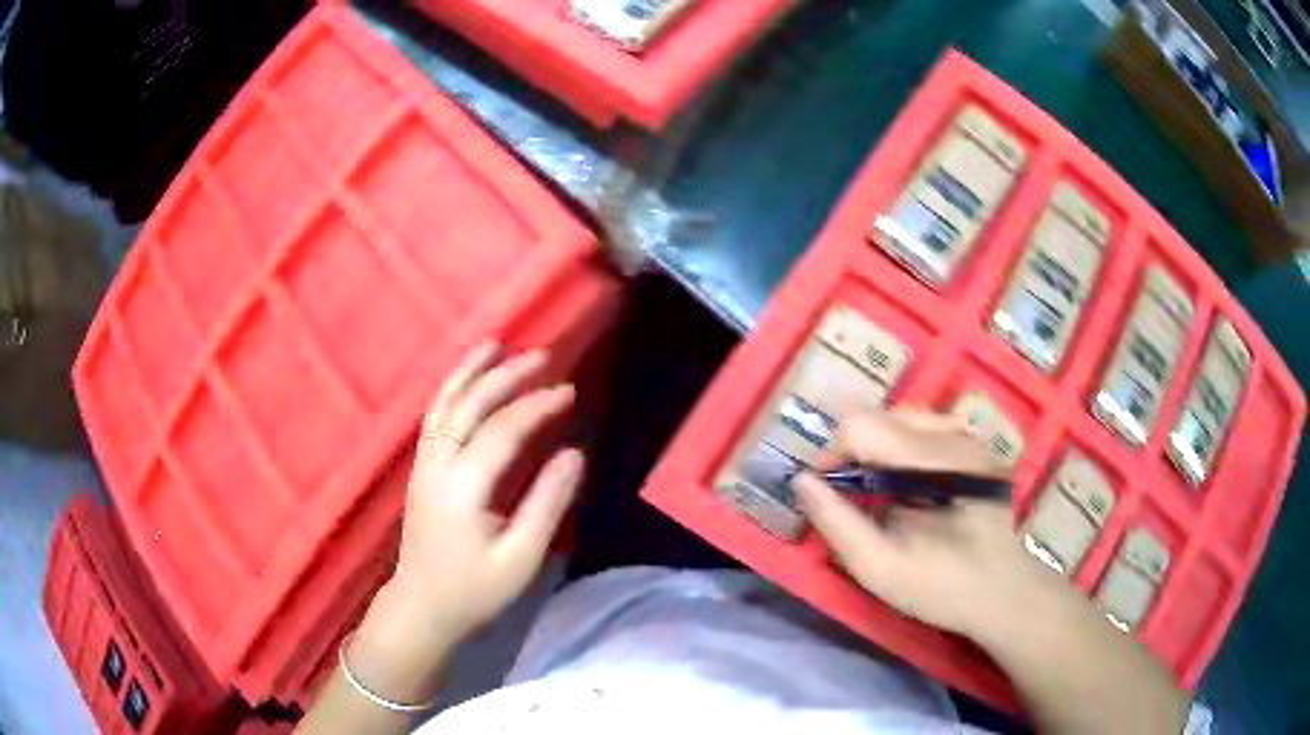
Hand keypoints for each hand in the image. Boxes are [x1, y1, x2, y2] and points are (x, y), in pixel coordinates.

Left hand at [352, 343, 583, 693]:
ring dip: (471, 372)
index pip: (502, 431)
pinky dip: (451, 388)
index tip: (570, 393)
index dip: (537, 406)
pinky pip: (434, 416)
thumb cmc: (474, 590)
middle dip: (506, 376)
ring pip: (444, 404)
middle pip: (469, 406)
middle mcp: (437, 465)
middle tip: (544, 356)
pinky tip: (467, 379)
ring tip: (497, 345)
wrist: (422, 607)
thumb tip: (574, 453)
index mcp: (463, 488)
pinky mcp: (420, 469)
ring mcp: (423, 464)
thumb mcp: (521, 558)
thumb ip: (548, 503)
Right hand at [792, 409, 1060, 639]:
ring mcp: (969, 437)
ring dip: (878, 447)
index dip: (832, 454)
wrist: (1006, 592)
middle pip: (879, 414)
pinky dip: (904, 447)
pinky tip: (910, 484)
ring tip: (879, 490)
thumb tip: (801, 480)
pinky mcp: (977, 447)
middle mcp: (952, 436)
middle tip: (852, 497)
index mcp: (930, 463)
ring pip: (901, 417)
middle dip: (854, 450)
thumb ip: (837, 524)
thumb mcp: (880, 569)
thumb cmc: (943, 587)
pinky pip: (926, 427)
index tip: (827, 493)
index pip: (860, 424)